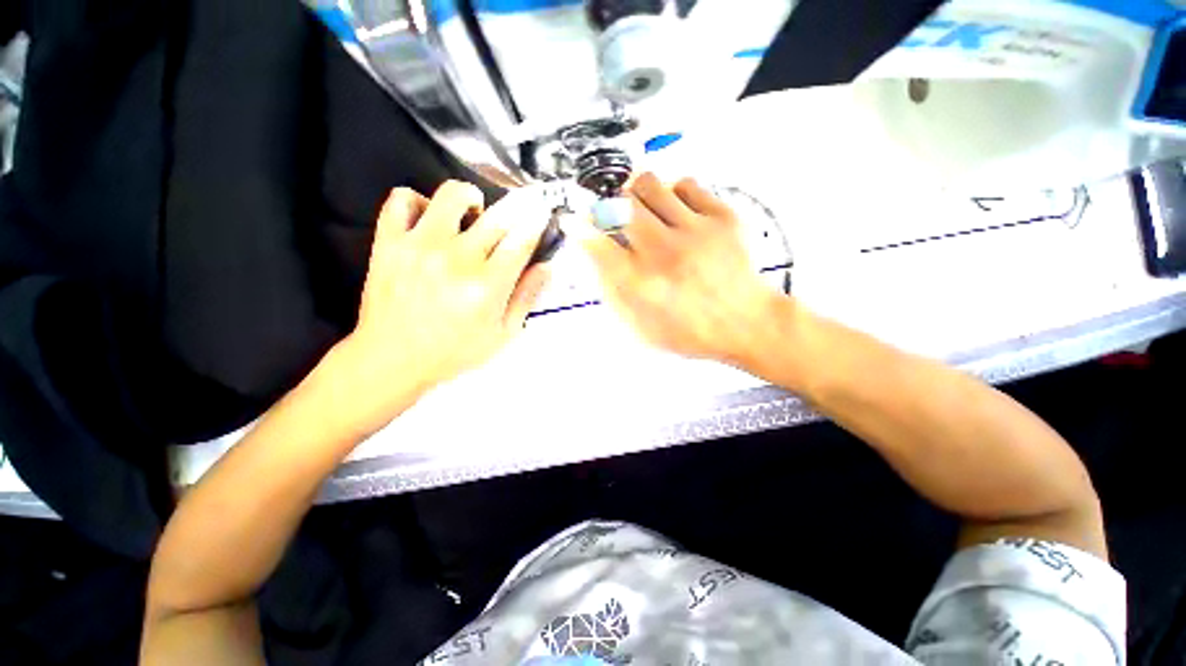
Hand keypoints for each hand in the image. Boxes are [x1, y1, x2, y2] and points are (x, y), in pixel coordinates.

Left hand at [321, 181, 551, 436]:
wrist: (392, 358)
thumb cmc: (454, 351)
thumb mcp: (502, 334)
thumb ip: (526, 298)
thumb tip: (545, 267)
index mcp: (487, 285)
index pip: (521, 240)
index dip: (536, 223)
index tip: (541, 214)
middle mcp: (456, 258)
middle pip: (496, 217)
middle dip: (514, 211)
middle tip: (513, 219)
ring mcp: (419, 246)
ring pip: (451, 195)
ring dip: (470, 199)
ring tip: (472, 215)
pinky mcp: (389, 242)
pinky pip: (401, 199)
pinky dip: (419, 201)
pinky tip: (429, 218)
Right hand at [574, 173, 783, 365]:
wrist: (746, 323)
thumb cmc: (692, 331)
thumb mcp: (643, 328)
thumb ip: (614, 294)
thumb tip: (596, 260)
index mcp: (643, 286)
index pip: (598, 245)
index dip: (581, 228)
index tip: (574, 221)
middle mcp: (665, 254)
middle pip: (621, 205)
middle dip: (610, 207)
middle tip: (616, 216)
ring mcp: (695, 231)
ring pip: (650, 184)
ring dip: (638, 195)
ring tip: (646, 211)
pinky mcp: (722, 217)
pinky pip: (686, 183)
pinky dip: (674, 193)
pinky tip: (677, 212)